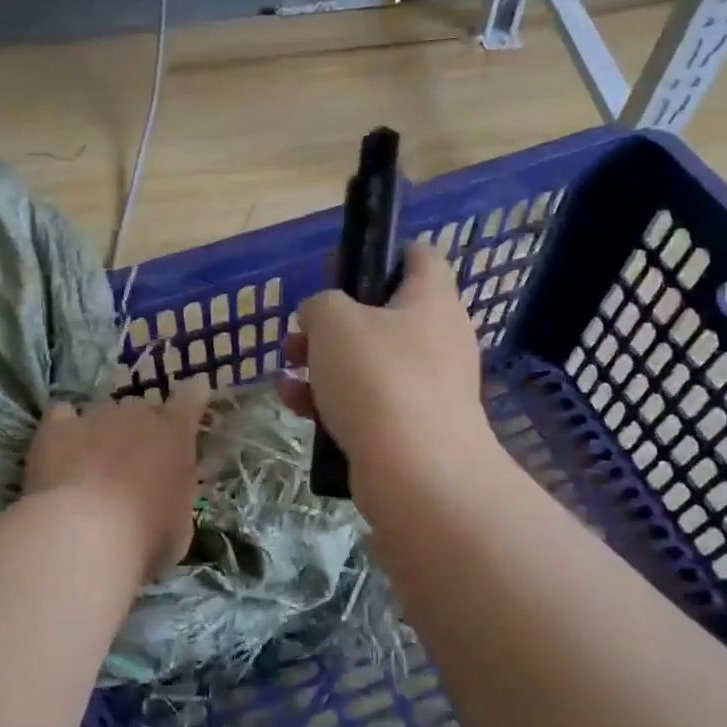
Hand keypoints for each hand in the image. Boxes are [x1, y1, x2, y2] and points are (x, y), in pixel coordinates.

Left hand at [24, 378, 209, 582]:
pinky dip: (64, 429)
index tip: (190, 406)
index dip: (191, 399)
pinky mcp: (57, 426)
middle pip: (142, 410)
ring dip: (101, 433)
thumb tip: (168, 493)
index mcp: (176, 434)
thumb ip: (177, 495)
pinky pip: (62, 415)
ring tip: (90, 465)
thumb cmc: (145, 537)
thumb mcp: (179, 524)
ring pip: (103, 413)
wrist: (85, 536)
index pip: (192, 398)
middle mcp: (138, 414)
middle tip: (132, 465)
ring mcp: (95, 415)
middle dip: (140, 431)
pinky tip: (60, 450)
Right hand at [278, 242, 496, 501]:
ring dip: (324, 365)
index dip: (379, 253)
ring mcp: (429, 387)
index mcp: (431, 300)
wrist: (417, 473)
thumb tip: (321, 316)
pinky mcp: (413, 428)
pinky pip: (369, 403)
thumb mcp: (334, 321)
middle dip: (332, 323)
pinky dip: (334, 401)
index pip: (419, 256)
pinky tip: (296, 407)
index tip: (338, 270)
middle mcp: (438, 339)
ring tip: (287, 373)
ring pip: (369, 363)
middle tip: (299, 334)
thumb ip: (321, 304)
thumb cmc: (378, 378)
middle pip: (383, 315)